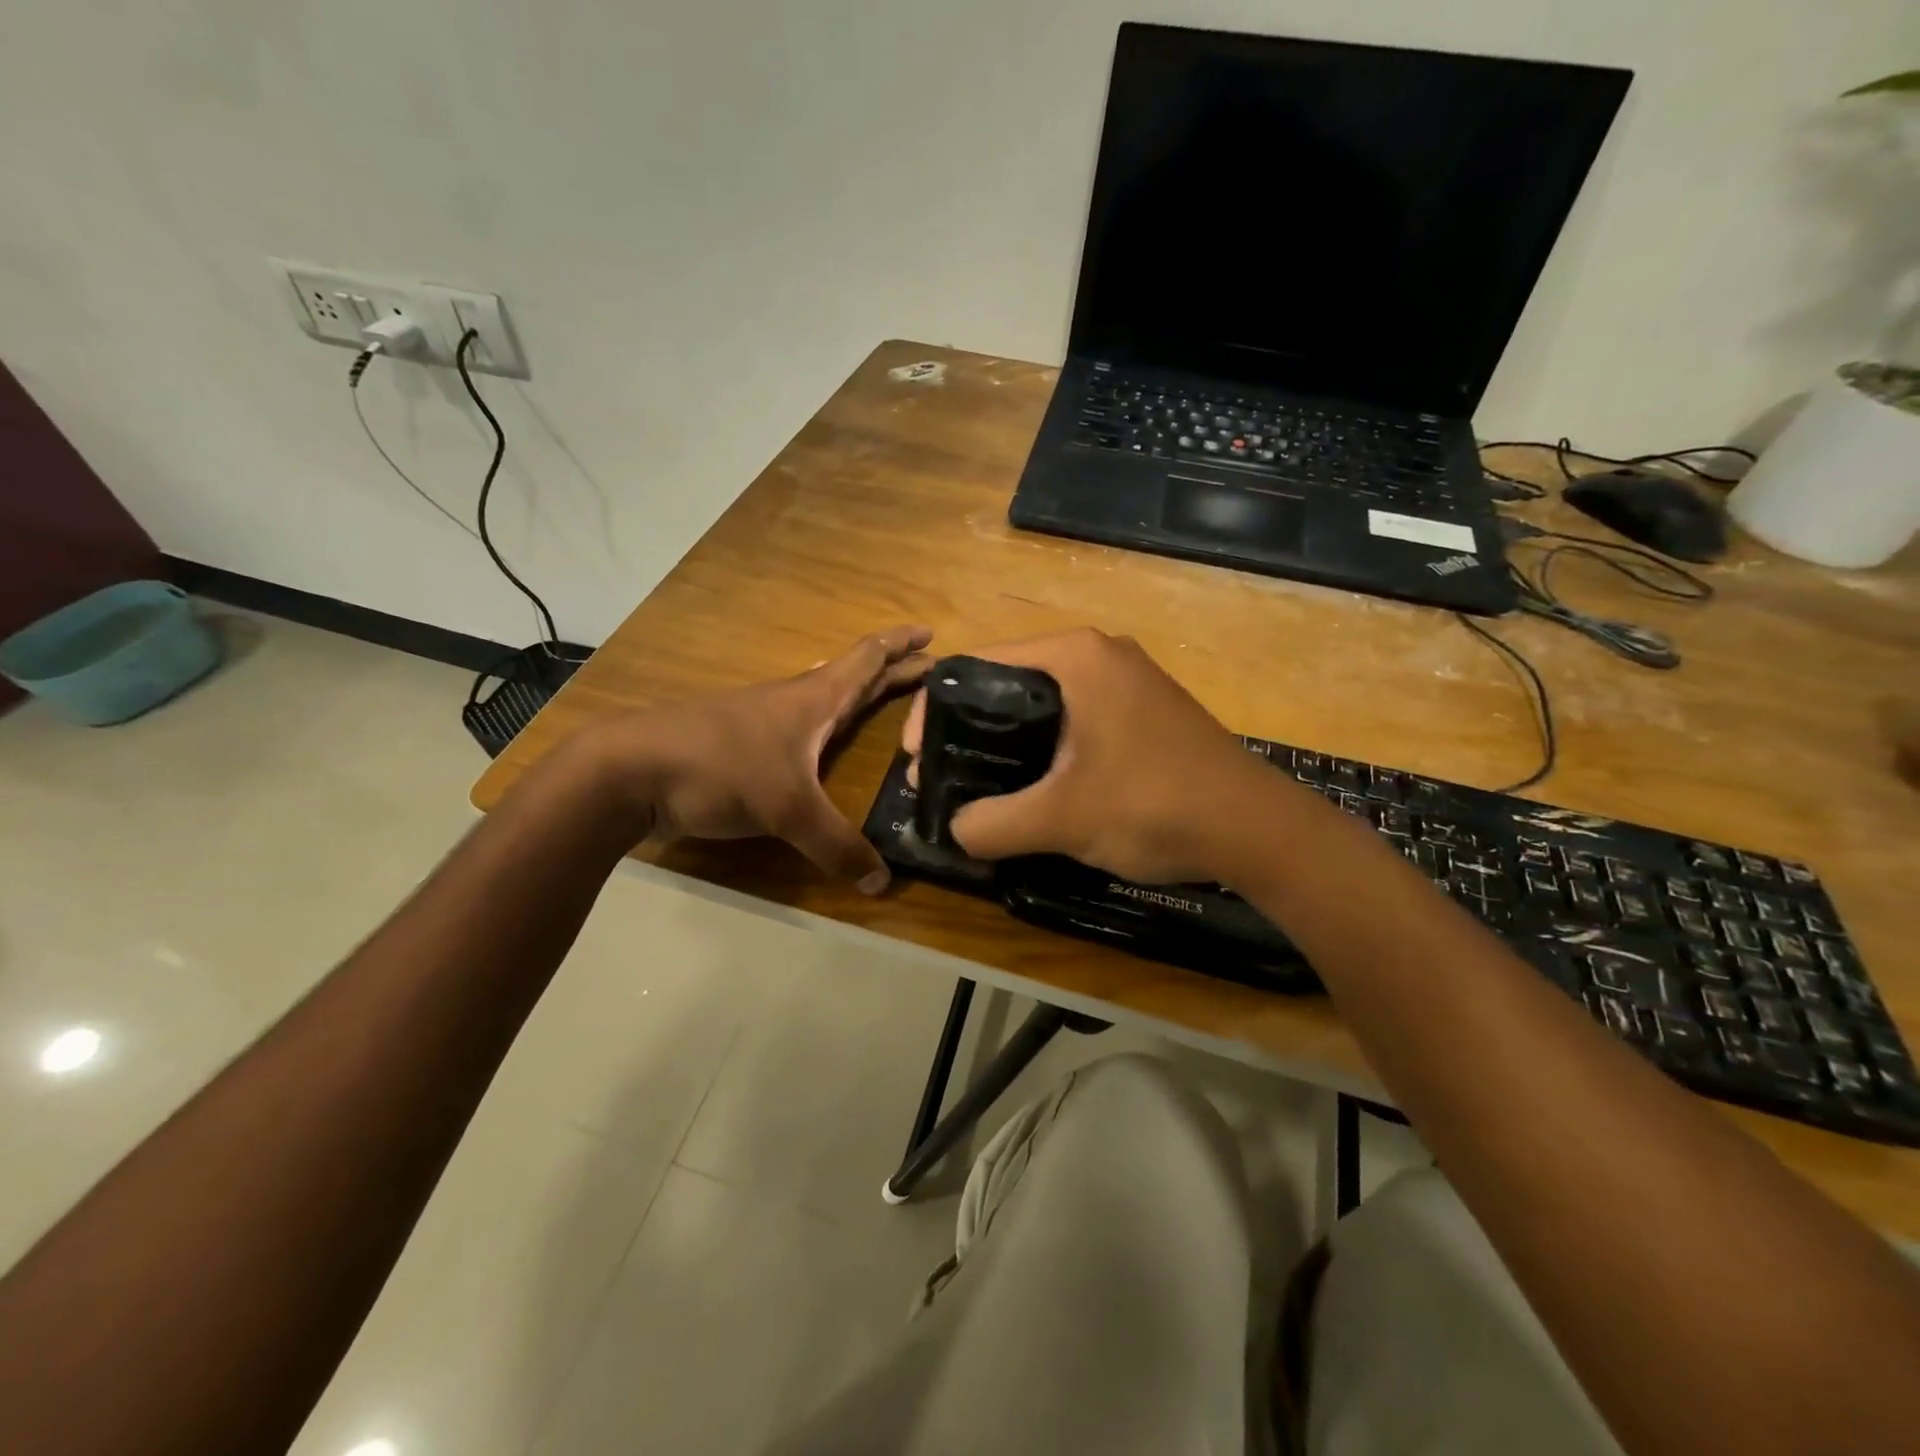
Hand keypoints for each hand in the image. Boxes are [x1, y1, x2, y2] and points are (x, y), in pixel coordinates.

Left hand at [592, 626, 932, 889]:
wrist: (630, 770)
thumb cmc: (721, 767)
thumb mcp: (788, 809)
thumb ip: (837, 846)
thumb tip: (883, 884)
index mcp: (814, 699)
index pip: (868, 658)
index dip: (902, 644)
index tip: (932, 633)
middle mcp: (794, 702)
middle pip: (853, 676)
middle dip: (893, 672)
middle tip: (930, 674)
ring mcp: (764, 723)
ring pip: (824, 700)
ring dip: (858, 696)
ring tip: (884, 702)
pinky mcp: (742, 749)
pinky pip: (800, 730)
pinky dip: (826, 728)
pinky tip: (825, 747)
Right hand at [902, 628, 1265, 883]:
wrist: (1258, 830)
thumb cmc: (1155, 805)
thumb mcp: (1061, 818)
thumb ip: (991, 824)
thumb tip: (954, 830)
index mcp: (1074, 655)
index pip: (976, 666)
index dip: (934, 712)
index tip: (917, 759)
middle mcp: (1098, 654)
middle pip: (1006, 684)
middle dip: (967, 731)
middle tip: (943, 779)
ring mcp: (1126, 681)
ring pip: (1041, 705)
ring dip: (1005, 744)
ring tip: (981, 790)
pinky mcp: (1143, 711)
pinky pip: (1073, 720)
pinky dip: (1044, 749)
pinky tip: (1037, 788)